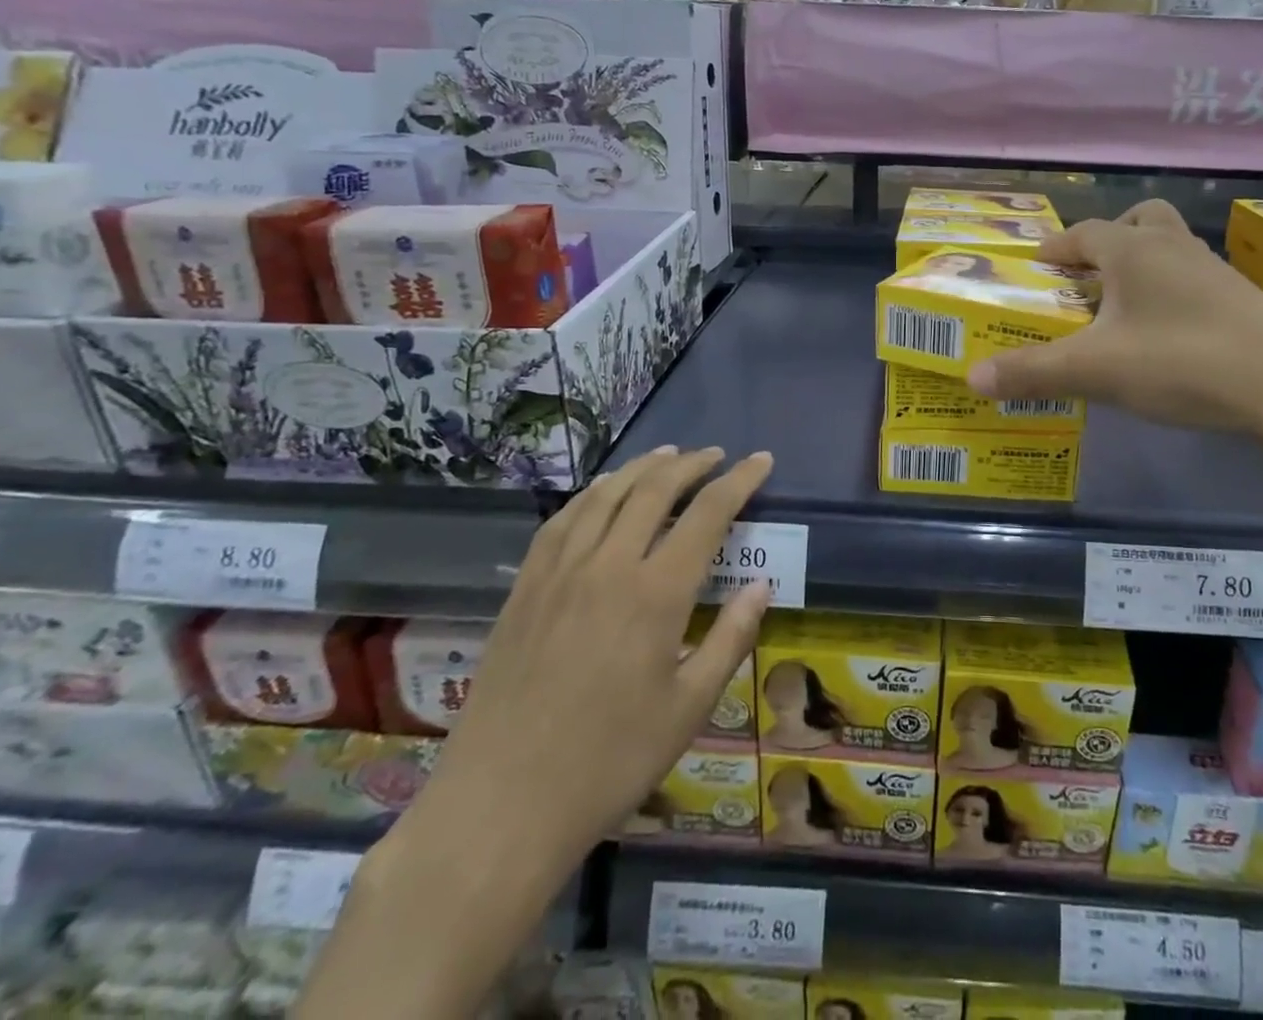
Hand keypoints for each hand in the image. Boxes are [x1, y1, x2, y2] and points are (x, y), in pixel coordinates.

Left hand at [403, 446, 773, 871]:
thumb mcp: (689, 708)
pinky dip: (590, 494)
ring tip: (667, 455)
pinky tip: (601, 492)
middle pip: (654, 490)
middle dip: (691, 465)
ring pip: (605, 495)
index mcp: (656, 593)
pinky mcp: (524, 589)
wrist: (500, 807)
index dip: (739, 480)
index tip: (762, 460)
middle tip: (716, 456)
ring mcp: (560, 573)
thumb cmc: (609, 763)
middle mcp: (608, 566)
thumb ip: (730, 638)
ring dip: (641, 467)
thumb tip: (761, 585)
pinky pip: (561, 520)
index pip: (708, 513)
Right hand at [965, 200, 1262, 442]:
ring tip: (1120, 310)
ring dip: (1140, 267)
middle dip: (1107, 242)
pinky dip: (1169, 294)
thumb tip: (973, 377)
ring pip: (1169, 250)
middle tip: (1087, 276)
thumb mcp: (1096, 371)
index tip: (1035, 265)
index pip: (1083, 233)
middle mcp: (1174, 248)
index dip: (1055, 247)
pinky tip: (1164, 336)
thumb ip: (1033, 372)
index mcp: (1134, 250)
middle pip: (1137, 222)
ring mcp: (1214, 272)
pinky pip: (1191, 280)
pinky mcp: (1240, 301)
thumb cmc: (1183, 362)